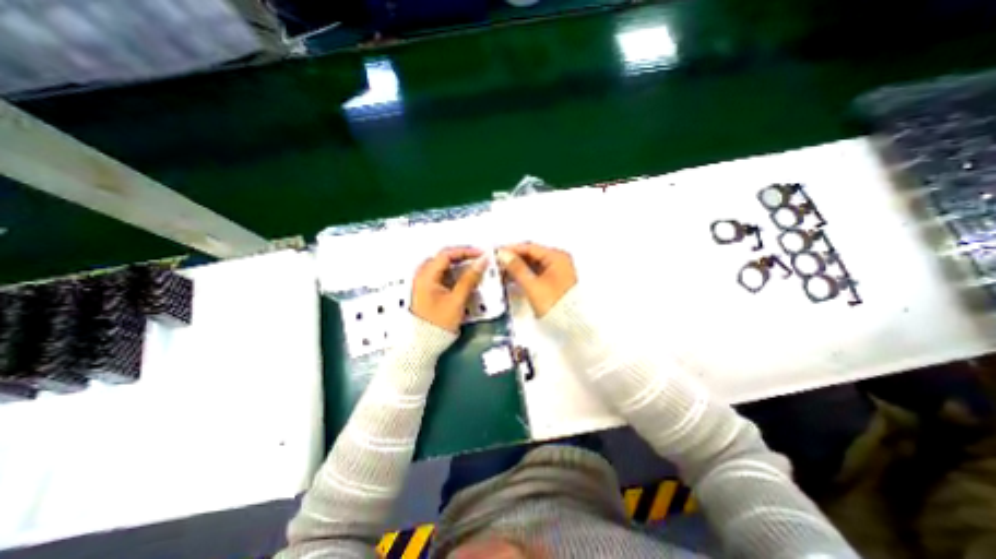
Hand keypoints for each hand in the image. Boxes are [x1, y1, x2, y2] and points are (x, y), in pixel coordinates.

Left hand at [411, 245, 489, 331]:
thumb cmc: (439, 322)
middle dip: (462, 256)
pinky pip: (440, 275)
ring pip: (441, 266)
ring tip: (473, 267)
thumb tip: (482, 262)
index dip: (466, 251)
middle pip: (443, 257)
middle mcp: (422, 275)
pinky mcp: (426, 290)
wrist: (423, 344)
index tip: (481, 255)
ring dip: (457, 264)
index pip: (447, 254)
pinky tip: (463, 278)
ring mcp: (422, 282)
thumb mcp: (457, 300)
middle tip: (478, 259)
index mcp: (426, 275)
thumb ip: (469, 279)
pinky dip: (452, 273)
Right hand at [495, 242, 576, 315]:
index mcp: (556, 257)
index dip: (511, 249)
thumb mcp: (532, 285)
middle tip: (496, 264)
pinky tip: (512, 279)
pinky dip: (524, 275)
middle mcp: (558, 260)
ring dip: (517, 268)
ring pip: (533, 264)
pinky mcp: (554, 281)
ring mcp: (557, 270)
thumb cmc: (552, 303)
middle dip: (513, 259)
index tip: (495, 253)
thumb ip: (517, 268)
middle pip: (532, 255)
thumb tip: (503, 254)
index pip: (530, 247)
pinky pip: (536, 273)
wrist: (571, 325)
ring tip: (500, 272)